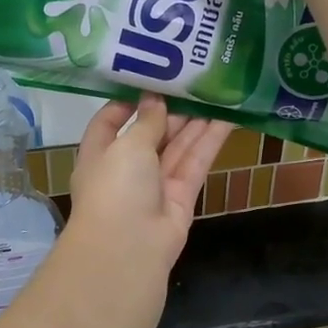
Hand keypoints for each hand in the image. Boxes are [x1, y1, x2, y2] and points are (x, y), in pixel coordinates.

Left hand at [67, 96, 231, 272]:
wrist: (129, 249)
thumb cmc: (115, 188)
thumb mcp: (127, 145)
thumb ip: (146, 121)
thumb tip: (154, 99)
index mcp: (99, 154)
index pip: (109, 122)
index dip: (127, 101)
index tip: (150, 78)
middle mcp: (126, 168)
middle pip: (150, 132)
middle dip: (170, 108)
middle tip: (195, 79)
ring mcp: (155, 184)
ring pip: (177, 146)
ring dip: (195, 121)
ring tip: (217, 91)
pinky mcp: (181, 196)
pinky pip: (195, 163)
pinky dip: (210, 141)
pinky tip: (227, 118)